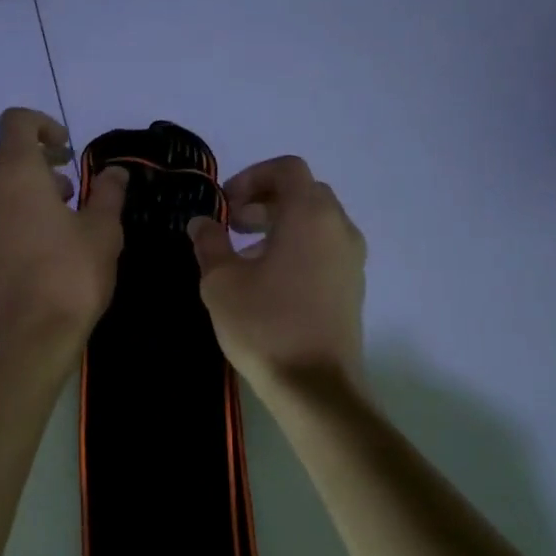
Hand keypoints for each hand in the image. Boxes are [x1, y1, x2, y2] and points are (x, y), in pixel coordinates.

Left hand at [0, 108, 127, 365]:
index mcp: (16, 175)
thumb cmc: (70, 277)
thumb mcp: (103, 233)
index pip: (16, 122)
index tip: (65, 151)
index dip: (42, 125)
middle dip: (33, 166)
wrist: (23, 341)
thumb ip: (107, 194)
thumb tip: (115, 172)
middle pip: (0, 159)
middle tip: (66, 194)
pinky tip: (28, 264)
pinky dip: (2, 232)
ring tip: (51, 230)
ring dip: (17, 199)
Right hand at [187, 155, 365, 394]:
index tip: (225, 204)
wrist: (316, 387)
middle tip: (231, 226)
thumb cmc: (265, 325)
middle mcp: (339, 227)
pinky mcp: (353, 285)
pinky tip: (269, 280)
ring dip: (280, 225)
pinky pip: (324, 247)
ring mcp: (351, 257)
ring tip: (244, 255)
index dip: (251, 177)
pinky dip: (297, 247)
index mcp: (310, 215)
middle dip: (264, 201)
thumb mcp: (221, 282)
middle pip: (303, 192)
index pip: (286, 169)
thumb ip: (209, 243)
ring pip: (315, 221)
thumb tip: (202, 223)